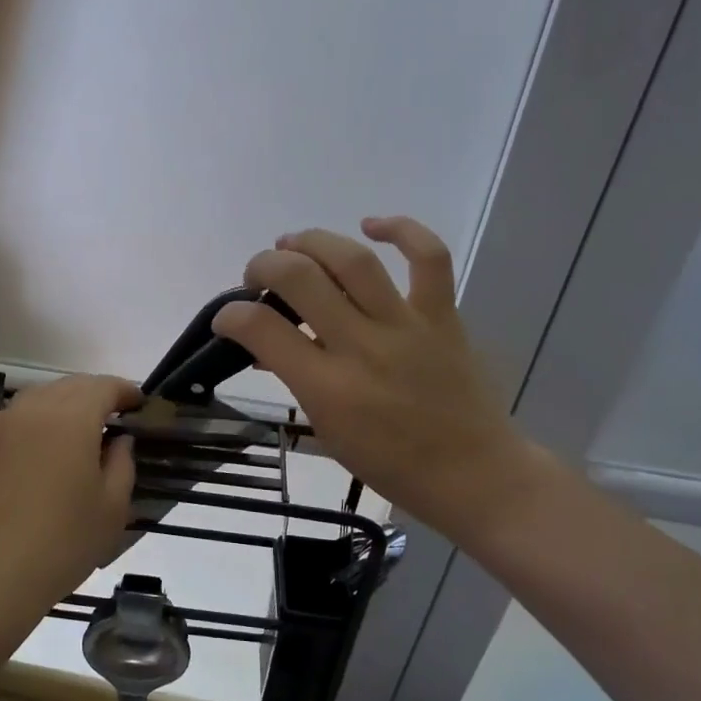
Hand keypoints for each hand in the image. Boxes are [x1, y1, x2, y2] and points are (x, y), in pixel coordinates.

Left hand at [0, 374, 140, 612]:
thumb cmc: (61, 543)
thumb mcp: (112, 508)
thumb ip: (122, 463)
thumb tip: (119, 440)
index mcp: (71, 418)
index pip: (104, 386)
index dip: (125, 392)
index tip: (139, 405)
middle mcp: (32, 409)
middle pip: (70, 386)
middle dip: (95, 395)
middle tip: (114, 418)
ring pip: (39, 398)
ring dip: (64, 405)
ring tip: (78, 432)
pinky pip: (14, 418)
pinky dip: (34, 422)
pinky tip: (39, 450)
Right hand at [213, 217, 540, 538]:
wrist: (473, 475)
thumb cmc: (392, 465)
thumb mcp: (327, 431)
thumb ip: (296, 382)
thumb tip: (267, 347)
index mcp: (327, 388)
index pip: (261, 330)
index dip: (231, 315)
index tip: (227, 317)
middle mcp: (361, 348)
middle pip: (300, 279)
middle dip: (264, 265)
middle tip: (256, 275)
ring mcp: (405, 327)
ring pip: (353, 260)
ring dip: (312, 241)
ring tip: (292, 242)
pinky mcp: (442, 316)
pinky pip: (428, 257)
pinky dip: (401, 230)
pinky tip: (371, 225)